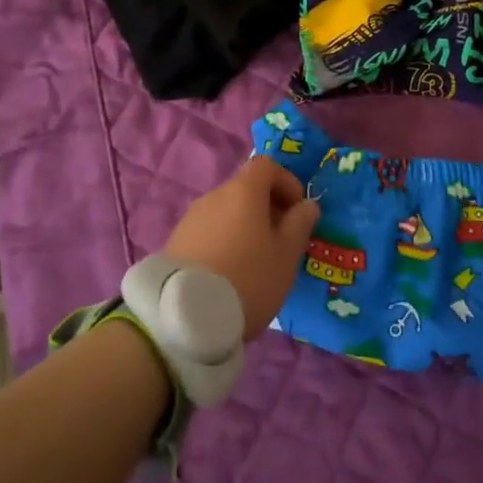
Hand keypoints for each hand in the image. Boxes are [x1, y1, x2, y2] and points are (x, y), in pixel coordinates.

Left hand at [163, 158, 318, 338]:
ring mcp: (191, 218)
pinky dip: (223, 242)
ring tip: (254, 263)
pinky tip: (228, 274)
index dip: (286, 182)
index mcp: (244, 191)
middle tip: (280, 242)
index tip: (297, 211)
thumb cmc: (248, 278)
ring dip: (243, 228)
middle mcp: (214, 196)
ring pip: (226, 212)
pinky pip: (208, 232)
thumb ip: (300, 224)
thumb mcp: (286, 255)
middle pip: (245, 190)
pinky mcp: (175, 243)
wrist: (185, 317)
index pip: (267, 166)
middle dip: (266, 209)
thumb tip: (307, 205)